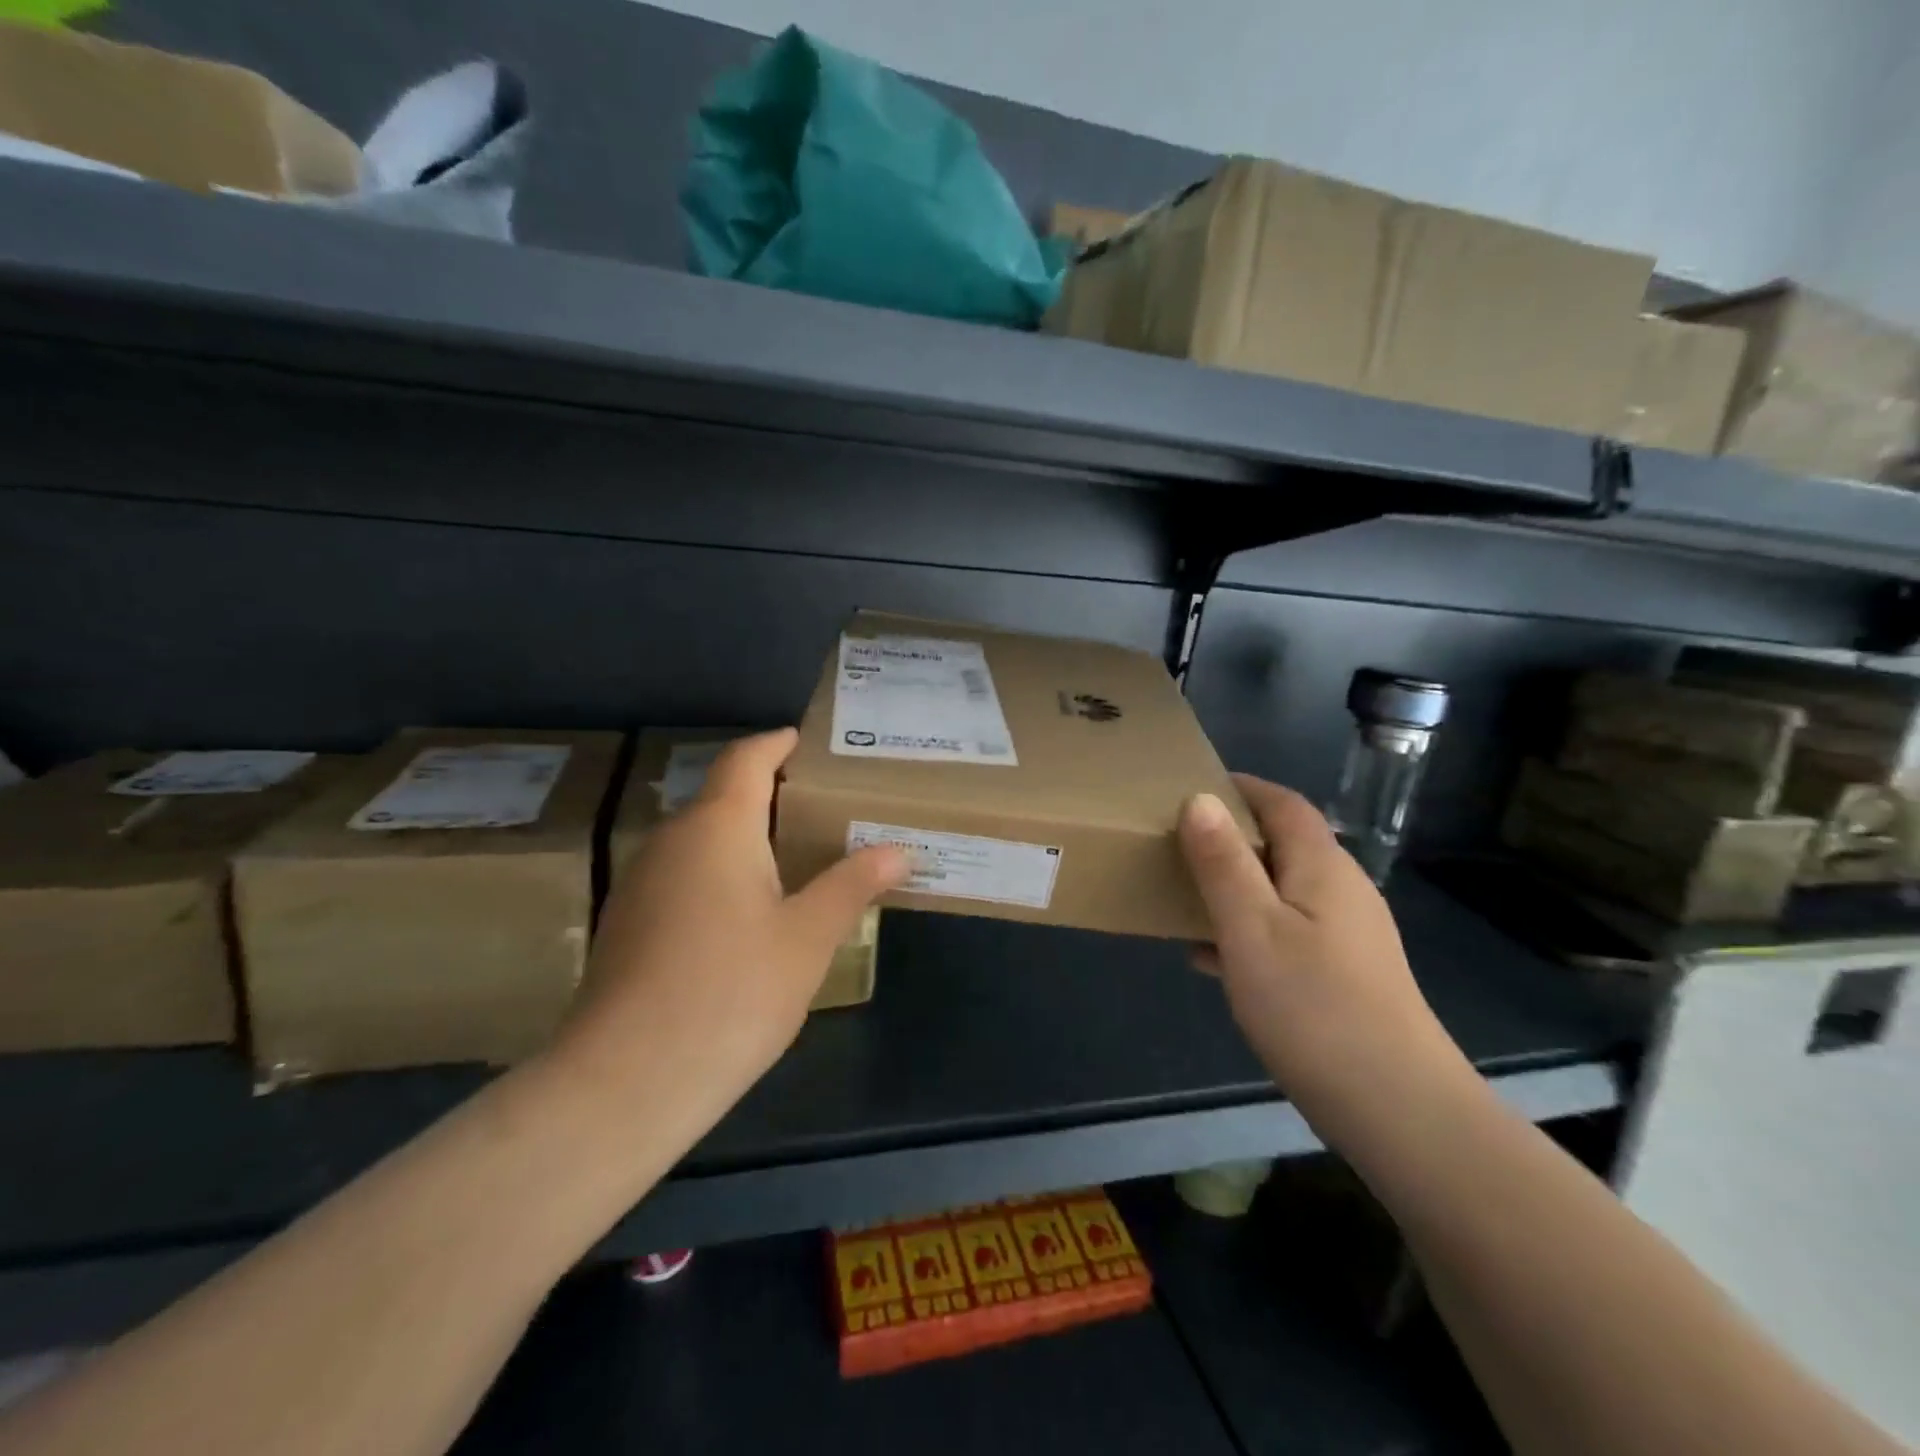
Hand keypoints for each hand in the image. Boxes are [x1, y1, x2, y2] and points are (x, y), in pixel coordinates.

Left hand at [547, 729, 907, 1146]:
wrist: (625, 1083)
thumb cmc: (731, 992)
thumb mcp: (808, 938)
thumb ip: (852, 884)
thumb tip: (900, 849)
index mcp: (718, 827)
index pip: (746, 759)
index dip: (776, 743)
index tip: (805, 741)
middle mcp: (672, 840)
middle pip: (723, 797)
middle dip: (770, 795)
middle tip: (822, 808)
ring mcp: (641, 883)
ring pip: (701, 840)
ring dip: (745, 838)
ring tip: (795, 857)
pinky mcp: (627, 925)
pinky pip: (683, 876)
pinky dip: (720, 874)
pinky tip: (747, 914)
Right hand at [1178, 776, 1469, 1116]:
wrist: (1397, 1109)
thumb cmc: (1314, 1007)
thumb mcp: (1251, 928)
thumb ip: (1223, 862)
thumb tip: (1200, 799)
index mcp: (1322, 867)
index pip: (1283, 803)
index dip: (1241, 787)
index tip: (1191, 787)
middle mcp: (1342, 890)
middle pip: (1283, 844)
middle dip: (1230, 836)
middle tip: (1176, 843)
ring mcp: (1348, 935)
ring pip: (1281, 890)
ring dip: (1234, 885)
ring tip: (1184, 896)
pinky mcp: (1344, 974)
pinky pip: (1286, 931)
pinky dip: (1247, 928)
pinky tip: (1211, 958)